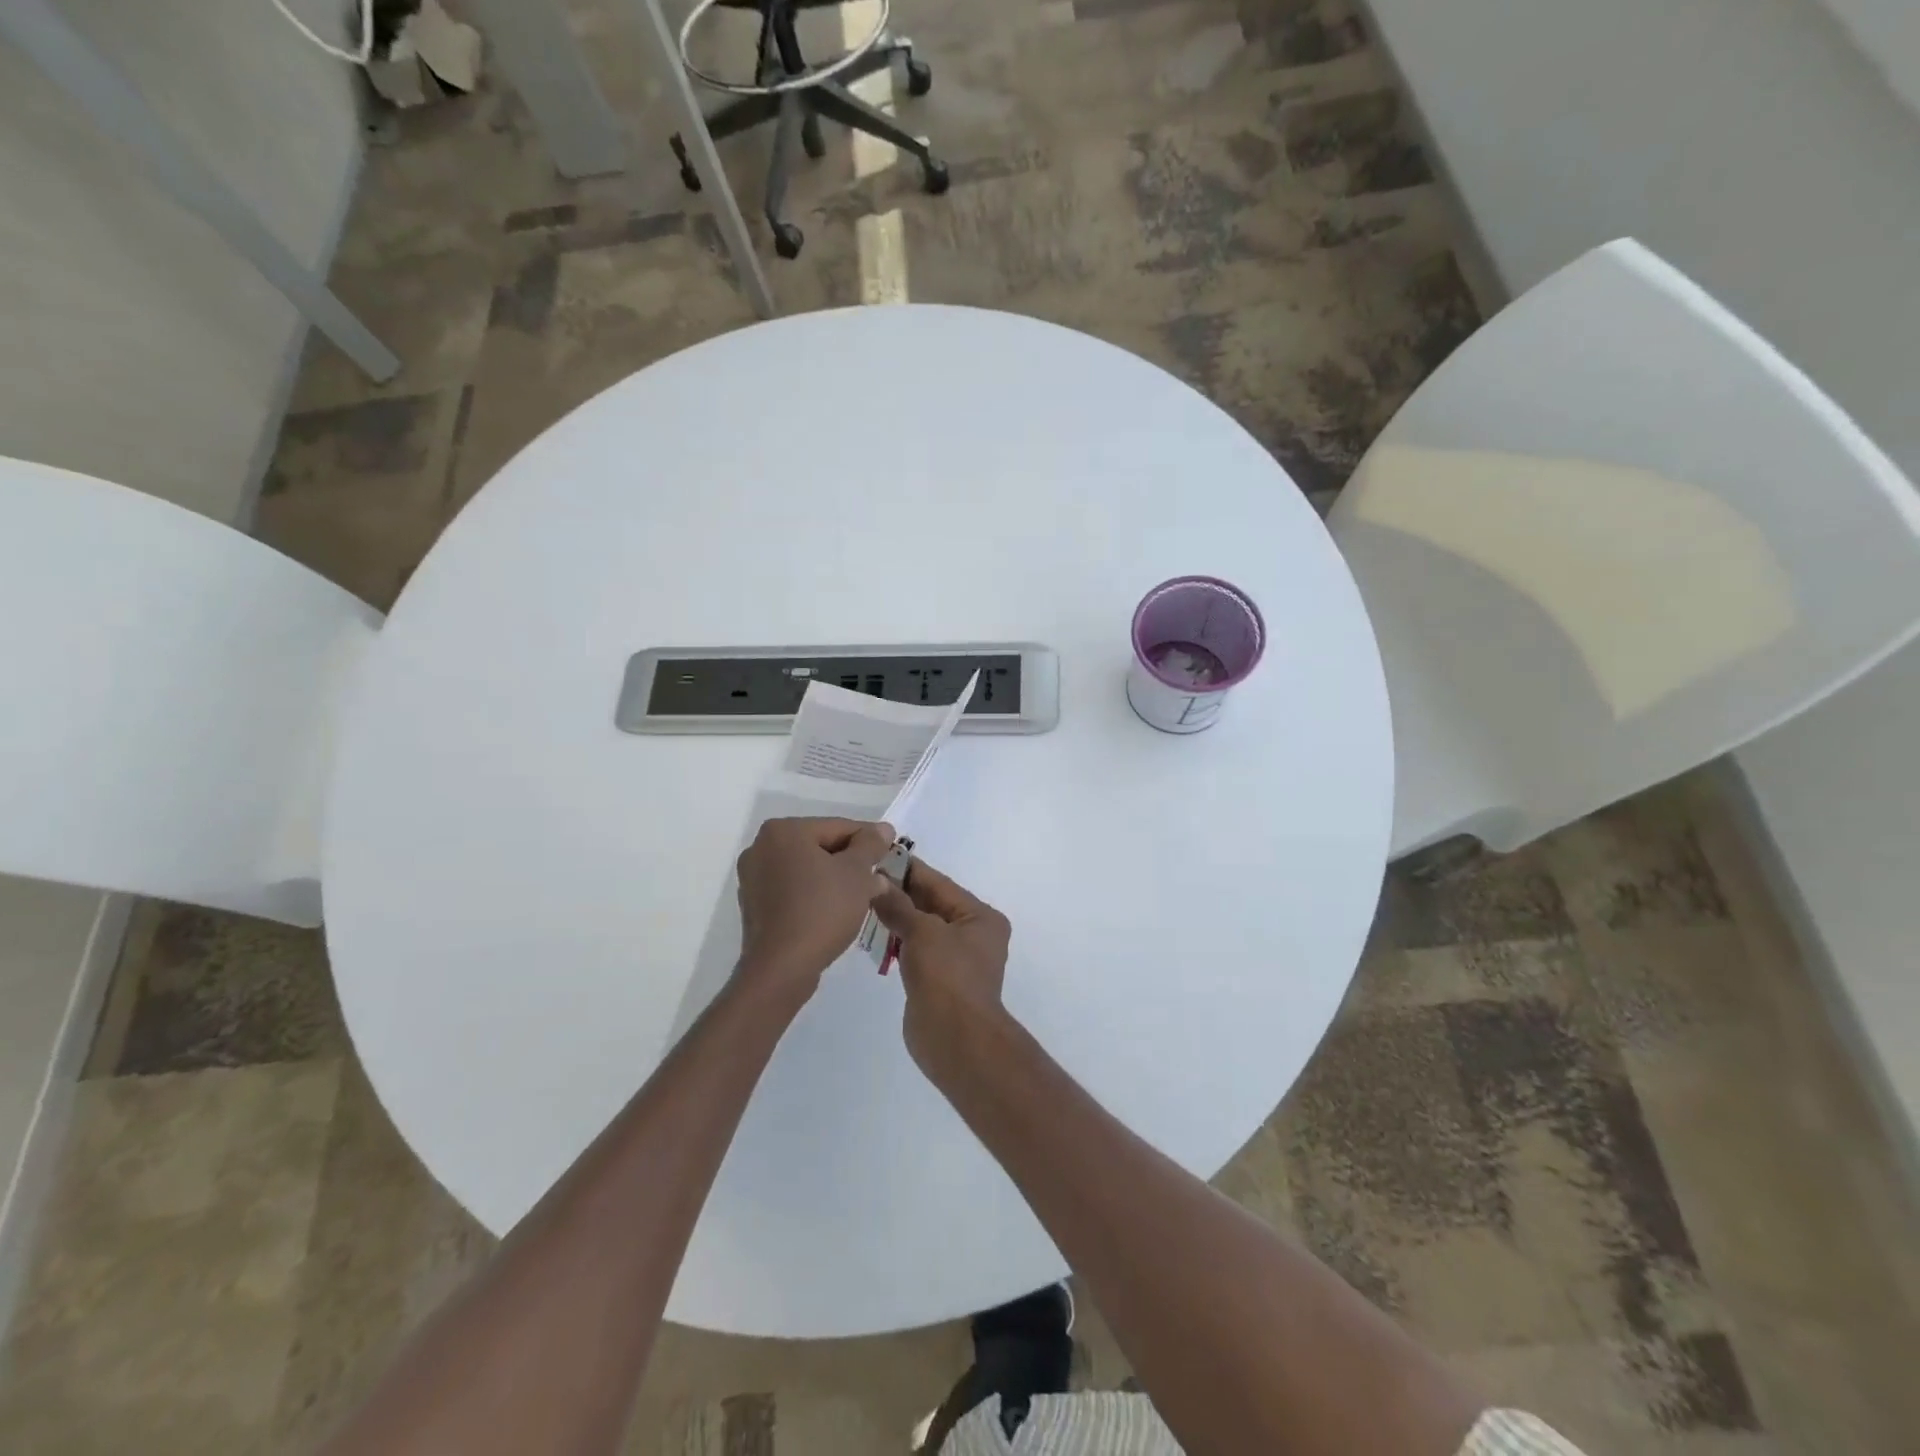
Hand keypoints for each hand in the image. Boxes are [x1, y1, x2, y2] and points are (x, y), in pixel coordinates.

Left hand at [735, 817, 894, 1002]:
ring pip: (807, 869)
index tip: (891, 853)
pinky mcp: (754, 906)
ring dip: (835, 879)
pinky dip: (815, 895)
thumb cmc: (822, 910)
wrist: (782, 968)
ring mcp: (753, 878)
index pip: (838, 826)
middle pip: (820, 846)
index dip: (869, 840)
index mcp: (783, 831)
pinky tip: (836, 911)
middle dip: (851, 861)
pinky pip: (793, 890)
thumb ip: (871, 845)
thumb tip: (883, 828)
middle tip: (879, 878)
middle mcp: (761, 848)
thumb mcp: (857, 874)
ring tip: (862, 897)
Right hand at [869, 859, 1010, 1073]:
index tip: (880, 855)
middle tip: (865, 877)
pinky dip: (898, 940)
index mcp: (980, 917)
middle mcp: (973, 934)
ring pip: (922, 927)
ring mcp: (956, 959)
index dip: (909, 869)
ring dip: (896, 916)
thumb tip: (877, 882)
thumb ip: (899, 905)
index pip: (940, 883)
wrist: (956, 1039)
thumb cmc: (947, 976)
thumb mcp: (923, 932)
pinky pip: (916, 950)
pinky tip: (873, 932)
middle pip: (932, 904)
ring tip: (863, 900)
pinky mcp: (939, 980)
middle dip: (900, 892)